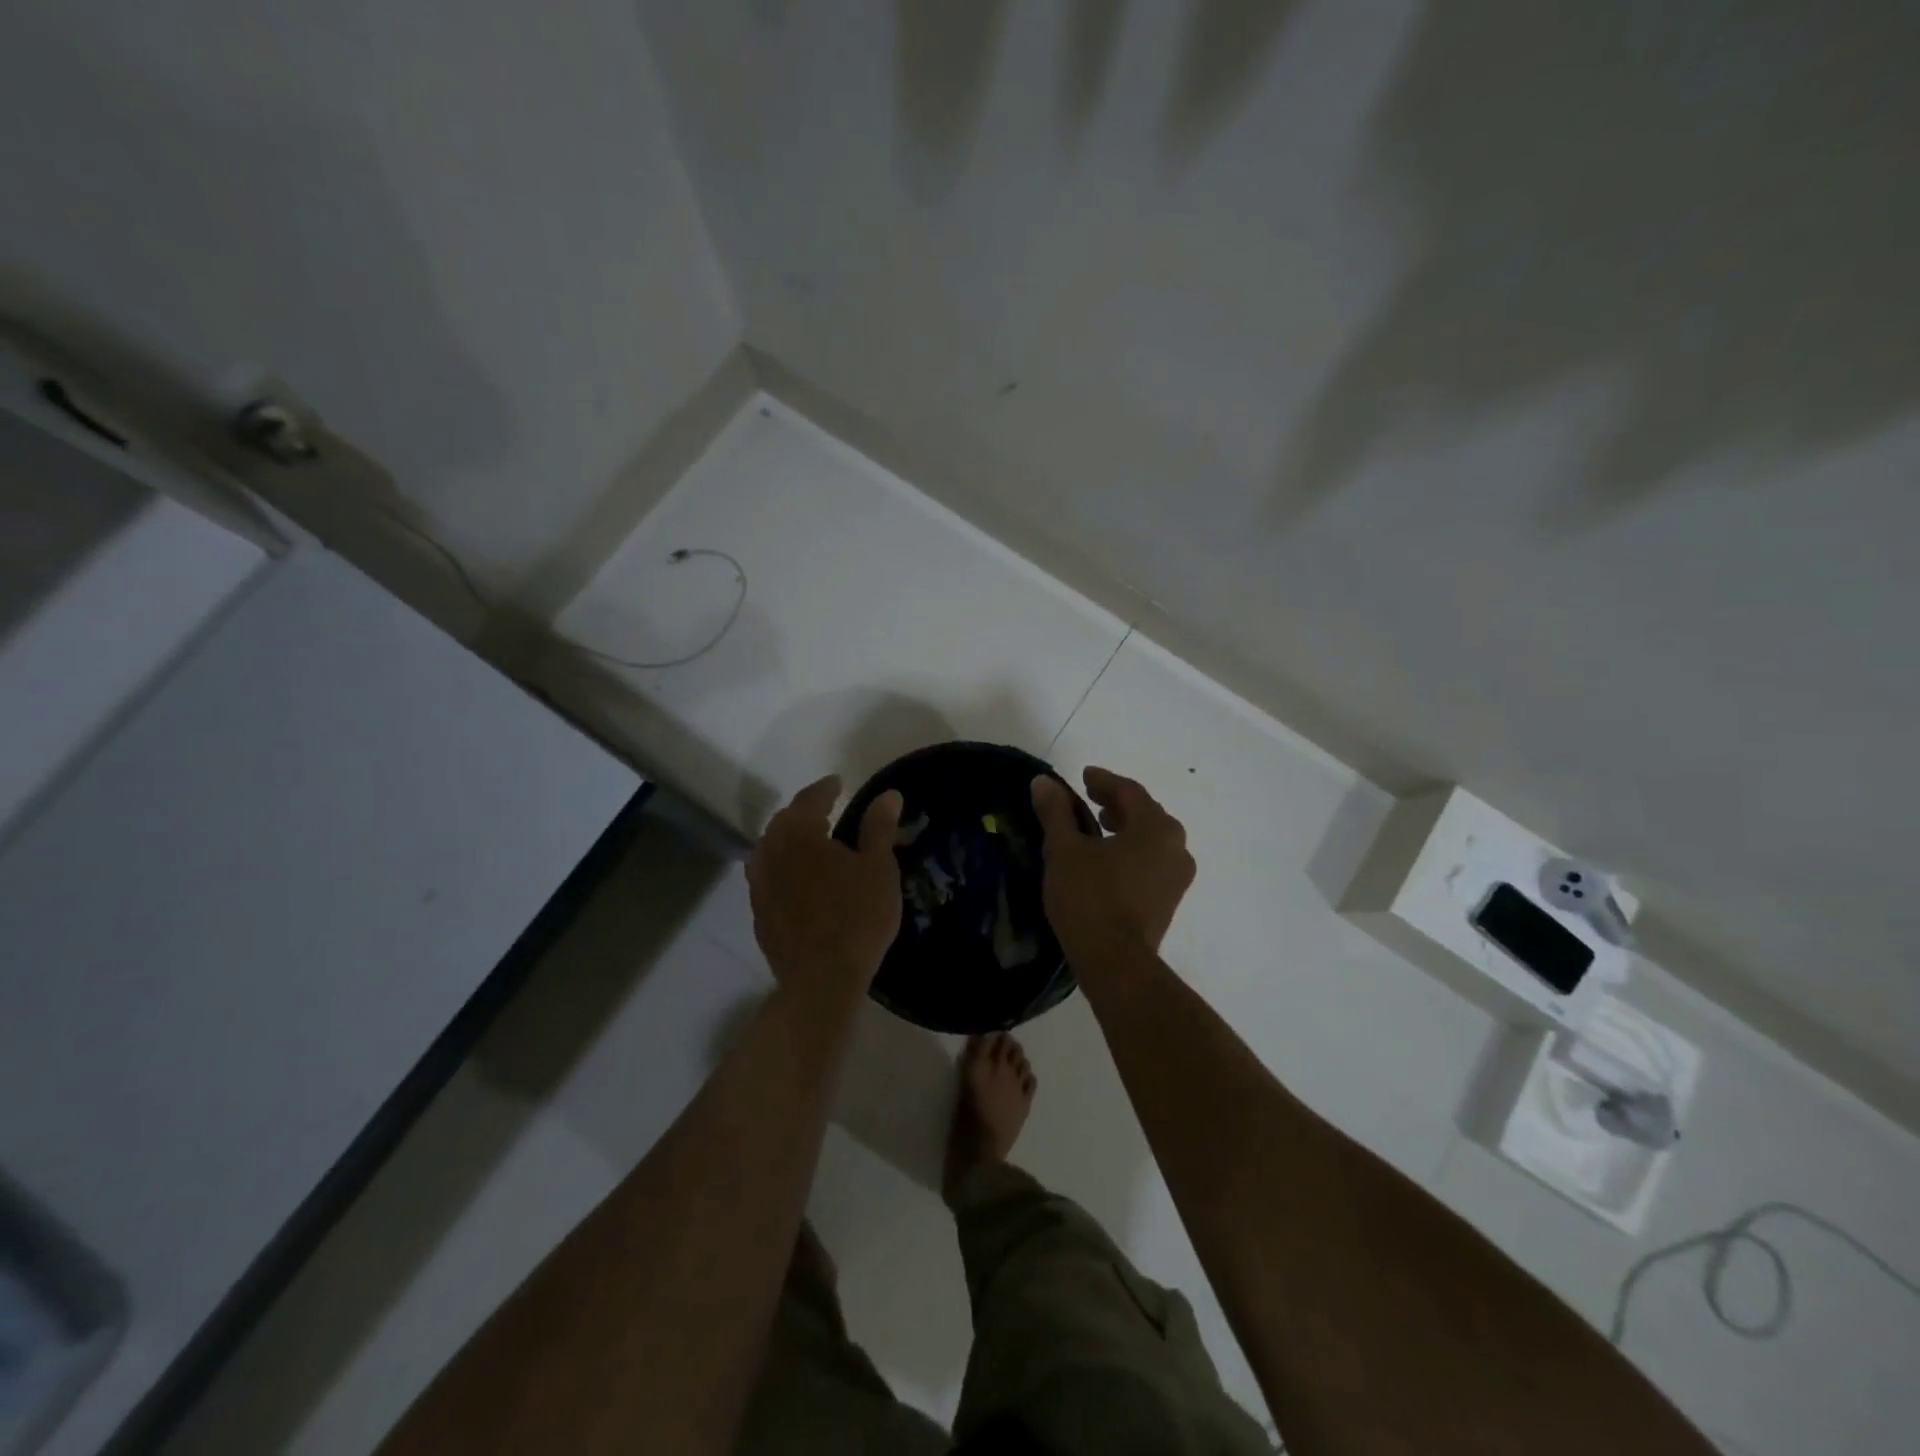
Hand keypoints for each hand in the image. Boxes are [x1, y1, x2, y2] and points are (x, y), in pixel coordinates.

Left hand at [747, 776, 903, 998]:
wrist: (821, 980)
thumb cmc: (857, 917)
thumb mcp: (878, 868)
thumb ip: (879, 827)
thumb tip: (887, 794)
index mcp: (799, 834)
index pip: (809, 799)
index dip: (825, 789)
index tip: (838, 782)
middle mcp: (771, 853)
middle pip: (784, 822)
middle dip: (804, 812)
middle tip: (824, 809)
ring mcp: (759, 886)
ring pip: (770, 850)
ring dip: (788, 839)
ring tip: (808, 842)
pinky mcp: (759, 914)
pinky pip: (767, 877)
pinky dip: (782, 868)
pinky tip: (797, 880)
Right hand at [1031, 767, 1194, 962]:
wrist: (1115, 963)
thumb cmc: (1089, 898)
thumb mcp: (1064, 850)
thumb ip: (1056, 812)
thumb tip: (1043, 782)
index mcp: (1155, 827)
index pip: (1128, 791)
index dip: (1103, 780)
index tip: (1082, 776)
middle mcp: (1176, 846)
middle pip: (1145, 813)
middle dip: (1116, 804)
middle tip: (1089, 800)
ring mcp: (1178, 876)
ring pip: (1151, 839)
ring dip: (1125, 828)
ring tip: (1097, 829)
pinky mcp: (1170, 901)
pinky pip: (1152, 862)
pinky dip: (1131, 852)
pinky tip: (1107, 862)